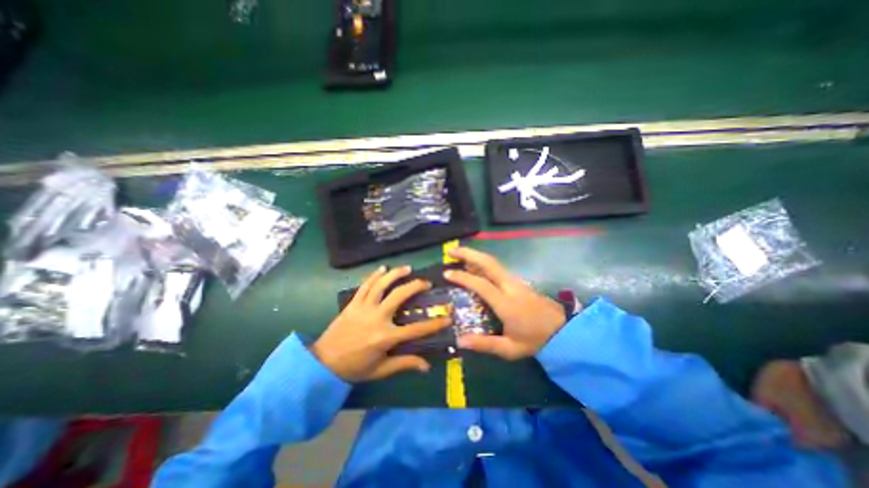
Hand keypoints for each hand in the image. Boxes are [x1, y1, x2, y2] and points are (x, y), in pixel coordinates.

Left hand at [310, 266, 447, 380]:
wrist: (323, 363)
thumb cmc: (354, 368)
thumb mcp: (381, 369)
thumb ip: (404, 364)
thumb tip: (426, 366)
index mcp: (385, 337)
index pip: (416, 329)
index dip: (434, 324)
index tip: (447, 316)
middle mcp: (376, 318)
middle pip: (399, 296)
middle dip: (415, 286)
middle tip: (426, 282)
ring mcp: (363, 308)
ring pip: (381, 285)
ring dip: (395, 274)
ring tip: (407, 268)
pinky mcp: (353, 303)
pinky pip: (365, 285)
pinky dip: (374, 275)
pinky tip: (383, 268)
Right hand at [442, 247, 571, 357]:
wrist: (562, 330)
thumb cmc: (535, 340)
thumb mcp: (509, 348)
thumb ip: (484, 344)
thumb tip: (459, 340)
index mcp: (506, 303)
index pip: (481, 284)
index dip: (462, 277)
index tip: (447, 273)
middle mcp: (510, 286)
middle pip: (488, 263)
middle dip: (468, 253)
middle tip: (451, 251)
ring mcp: (515, 281)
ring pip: (493, 262)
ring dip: (475, 256)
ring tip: (458, 255)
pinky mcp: (518, 281)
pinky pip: (497, 267)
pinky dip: (482, 262)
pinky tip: (474, 266)